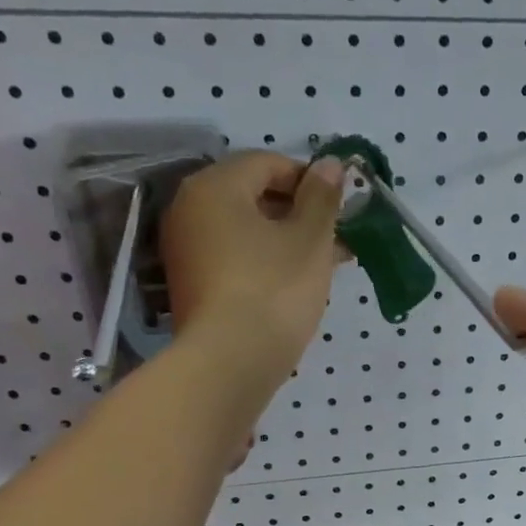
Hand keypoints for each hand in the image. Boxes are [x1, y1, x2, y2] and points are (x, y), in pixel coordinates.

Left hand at [159, 151, 345, 380]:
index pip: (267, 163)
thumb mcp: (310, 240)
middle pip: (252, 196)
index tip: (340, 207)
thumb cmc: (275, 290)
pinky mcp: (191, 285)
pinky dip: (264, 262)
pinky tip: (296, 283)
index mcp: (215, 186)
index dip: (310, 179)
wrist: (231, 363)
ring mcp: (185, 250)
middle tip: (337, 238)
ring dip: (286, 240)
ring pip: (246, 231)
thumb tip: (331, 164)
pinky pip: (234, 258)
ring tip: (325, 263)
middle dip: (299, 213)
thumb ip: (322, 198)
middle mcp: (190, 209)